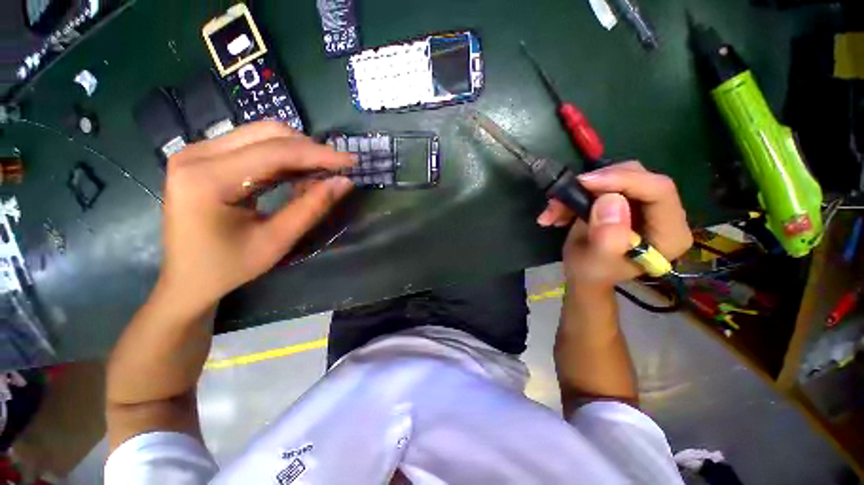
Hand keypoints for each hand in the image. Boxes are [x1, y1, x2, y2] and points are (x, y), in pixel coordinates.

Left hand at [158, 121, 354, 309]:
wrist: (186, 278)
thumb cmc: (229, 267)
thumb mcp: (276, 241)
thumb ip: (311, 208)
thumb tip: (344, 182)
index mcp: (207, 179)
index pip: (275, 152)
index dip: (319, 154)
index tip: (351, 161)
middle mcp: (197, 154)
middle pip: (267, 133)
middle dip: (309, 149)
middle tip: (336, 169)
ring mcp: (198, 152)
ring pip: (261, 134)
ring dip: (297, 152)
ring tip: (321, 173)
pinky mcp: (204, 157)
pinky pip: (253, 145)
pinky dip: (282, 157)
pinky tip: (298, 174)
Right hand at [537, 161, 691, 286]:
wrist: (584, 274)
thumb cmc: (591, 273)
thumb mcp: (595, 263)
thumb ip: (607, 237)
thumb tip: (610, 200)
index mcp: (669, 234)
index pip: (659, 191)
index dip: (623, 180)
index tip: (584, 183)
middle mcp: (665, 214)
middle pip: (638, 177)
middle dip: (596, 184)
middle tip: (563, 197)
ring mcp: (646, 204)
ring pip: (617, 176)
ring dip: (580, 190)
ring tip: (555, 209)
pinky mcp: (627, 199)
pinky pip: (604, 183)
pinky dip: (577, 193)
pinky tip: (559, 210)